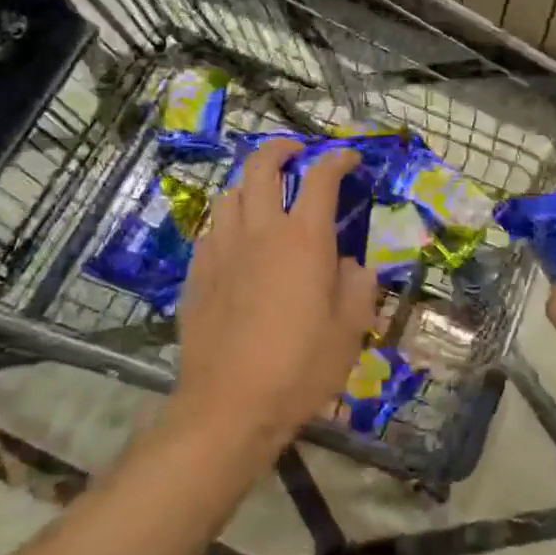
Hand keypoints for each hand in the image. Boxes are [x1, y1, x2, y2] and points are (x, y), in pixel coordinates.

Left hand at [173, 139, 376, 454]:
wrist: (229, 406)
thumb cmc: (300, 368)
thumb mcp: (350, 331)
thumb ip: (357, 287)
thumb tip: (352, 265)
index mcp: (304, 238)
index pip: (321, 178)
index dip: (337, 159)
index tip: (349, 158)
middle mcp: (261, 231)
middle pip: (261, 167)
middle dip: (280, 148)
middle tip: (295, 152)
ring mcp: (222, 250)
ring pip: (230, 194)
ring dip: (249, 184)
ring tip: (264, 196)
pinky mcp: (198, 274)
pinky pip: (211, 231)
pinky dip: (228, 222)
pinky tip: (237, 243)